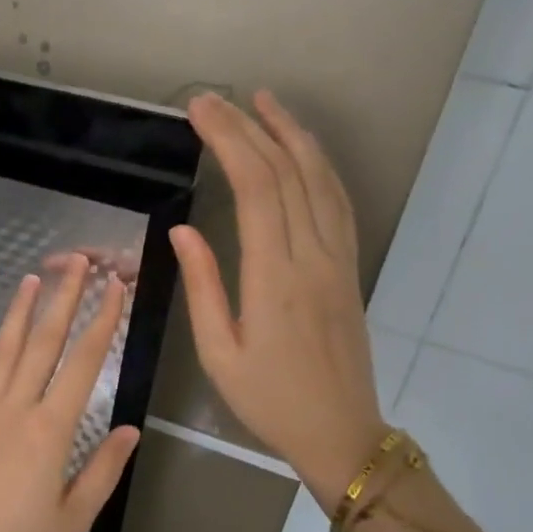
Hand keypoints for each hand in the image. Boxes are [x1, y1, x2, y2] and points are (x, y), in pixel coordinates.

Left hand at [0, 261, 140, 531]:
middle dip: (62, 298)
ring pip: (2, 354)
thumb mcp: (72, 521)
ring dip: (18, 315)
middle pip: (42, 344)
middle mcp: (13, 412)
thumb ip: (102, 471)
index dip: (102, 322)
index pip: (83, 363)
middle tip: (76, 260)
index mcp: (49, 431)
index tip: (114, 288)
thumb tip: (130, 429)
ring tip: (30, 280)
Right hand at [171, 91, 383, 514]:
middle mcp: (312, 256)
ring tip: (265, 102)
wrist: (341, 432)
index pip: (254, 188)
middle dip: (250, 127)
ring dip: (292, 134)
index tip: (200, 111)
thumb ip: (205, 288)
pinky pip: (339, 202)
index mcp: (274, 277)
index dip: (229, 141)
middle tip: (216, 99)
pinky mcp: (349, 267)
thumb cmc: (270, 401)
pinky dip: (320, 166)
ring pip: (320, 179)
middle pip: (285, 173)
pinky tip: (303, 150)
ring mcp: (338, 259)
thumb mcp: (219, 355)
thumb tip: (183, 232)